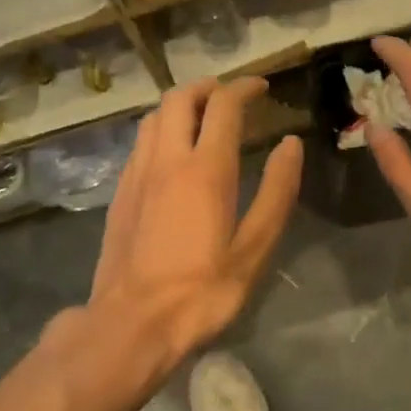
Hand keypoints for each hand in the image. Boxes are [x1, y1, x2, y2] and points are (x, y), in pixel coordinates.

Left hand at [89, 76, 302, 373]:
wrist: (131, 324)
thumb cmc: (201, 292)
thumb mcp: (254, 248)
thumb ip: (276, 192)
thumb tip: (290, 145)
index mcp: (205, 169)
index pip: (224, 106)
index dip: (245, 87)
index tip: (262, 87)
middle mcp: (166, 160)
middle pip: (180, 98)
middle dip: (208, 87)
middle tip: (231, 95)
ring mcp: (136, 175)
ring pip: (154, 117)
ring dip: (180, 105)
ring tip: (203, 118)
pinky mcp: (120, 194)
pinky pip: (140, 144)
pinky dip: (161, 131)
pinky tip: (172, 155)